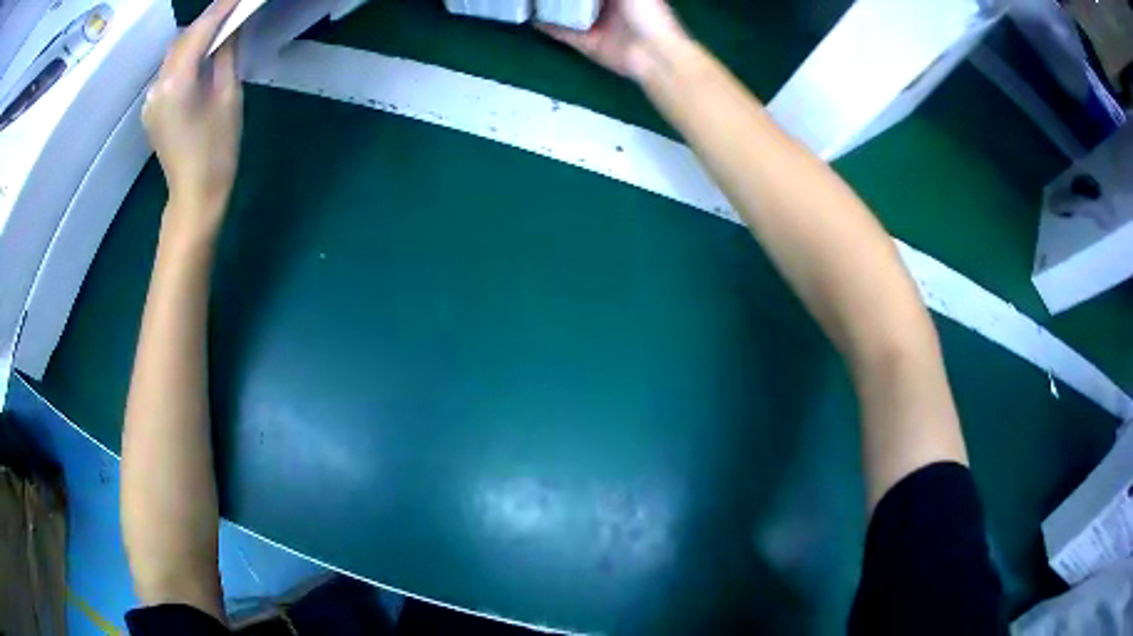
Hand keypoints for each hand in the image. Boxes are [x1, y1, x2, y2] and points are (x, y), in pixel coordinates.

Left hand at [143, 0, 242, 233]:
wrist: (194, 196)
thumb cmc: (217, 150)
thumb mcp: (228, 97)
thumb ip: (226, 56)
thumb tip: (231, 28)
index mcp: (177, 82)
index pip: (200, 30)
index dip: (221, 8)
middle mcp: (158, 86)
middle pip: (183, 39)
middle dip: (207, 20)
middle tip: (232, 9)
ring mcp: (151, 99)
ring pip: (173, 54)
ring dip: (194, 37)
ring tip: (218, 29)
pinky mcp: (152, 110)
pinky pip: (167, 72)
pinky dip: (184, 57)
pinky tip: (199, 57)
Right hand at [539, 0, 688, 81]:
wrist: (655, 54)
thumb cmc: (648, 14)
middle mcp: (605, 7)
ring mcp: (594, 25)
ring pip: (567, 12)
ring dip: (551, 6)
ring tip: (530, 0)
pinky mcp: (586, 43)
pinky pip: (562, 32)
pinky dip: (546, 26)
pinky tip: (530, 17)